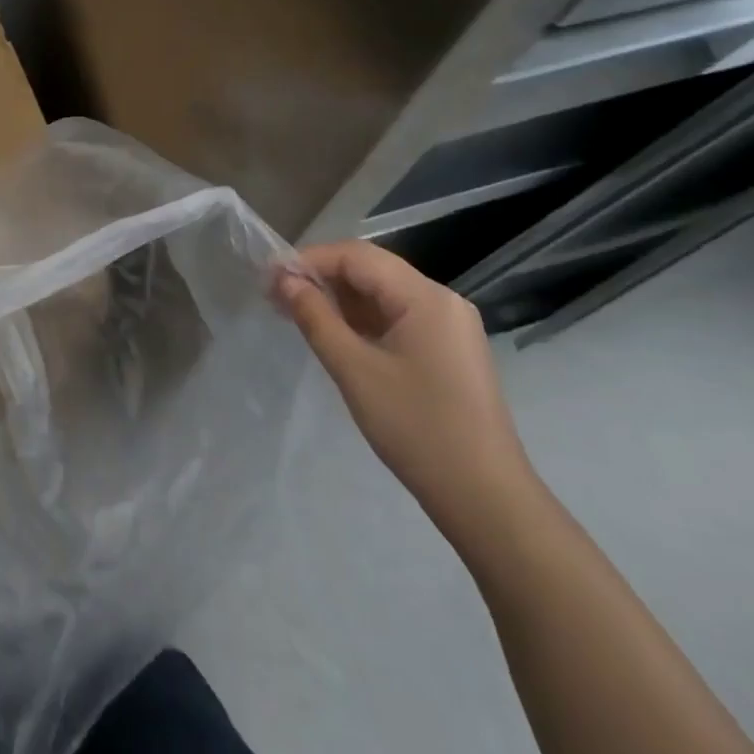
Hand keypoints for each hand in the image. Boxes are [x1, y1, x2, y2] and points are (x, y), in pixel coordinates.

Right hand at [274, 241, 537, 540]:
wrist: (485, 497)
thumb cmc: (416, 428)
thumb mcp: (354, 370)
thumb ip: (315, 317)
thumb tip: (284, 280)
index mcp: (425, 296)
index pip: (356, 256)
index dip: (309, 260)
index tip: (268, 278)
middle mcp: (442, 300)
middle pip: (371, 270)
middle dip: (322, 278)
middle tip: (276, 297)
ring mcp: (449, 326)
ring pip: (383, 294)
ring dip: (340, 299)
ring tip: (297, 314)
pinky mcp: (449, 350)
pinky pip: (397, 318)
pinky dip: (363, 320)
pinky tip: (335, 334)